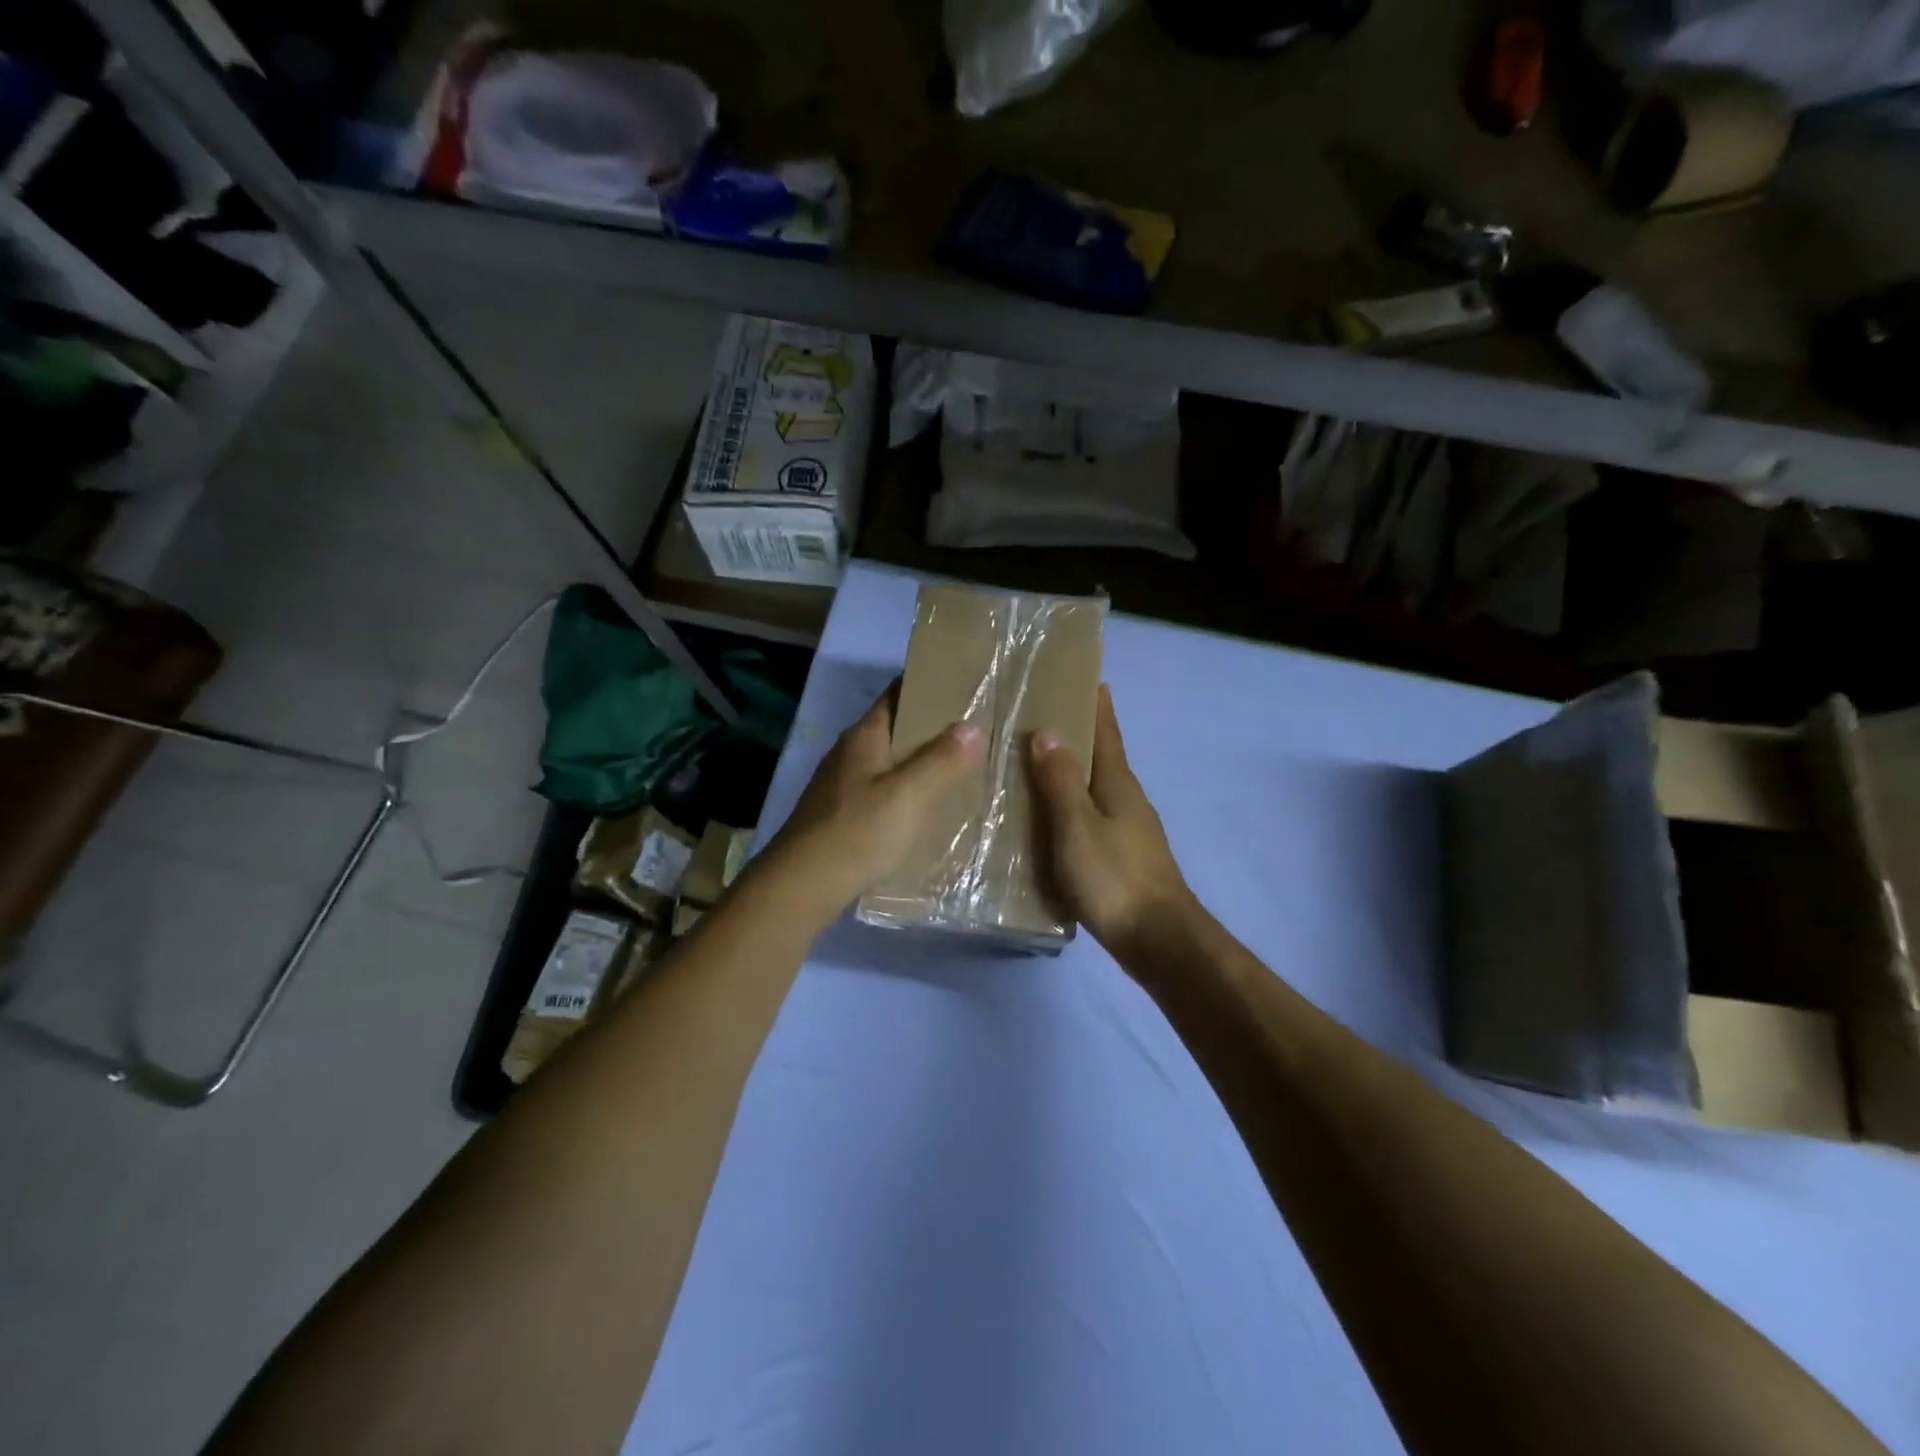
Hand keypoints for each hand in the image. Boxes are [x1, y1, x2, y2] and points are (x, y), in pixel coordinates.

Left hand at [765, 687, 982, 920]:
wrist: (802, 886)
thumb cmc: (857, 832)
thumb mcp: (908, 795)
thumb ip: (941, 760)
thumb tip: (971, 726)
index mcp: (864, 738)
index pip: (896, 695)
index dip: (927, 686)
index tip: (963, 687)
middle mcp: (850, 754)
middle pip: (894, 730)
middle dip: (931, 730)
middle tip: (975, 733)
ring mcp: (841, 786)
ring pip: (889, 764)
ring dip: (920, 764)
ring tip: (960, 770)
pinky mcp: (840, 816)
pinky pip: (882, 794)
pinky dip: (906, 795)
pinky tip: (926, 811)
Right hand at [1028, 685, 1198, 959]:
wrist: (1158, 939)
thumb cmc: (1114, 877)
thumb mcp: (1077, 826)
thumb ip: (1060, 781)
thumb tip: (1046, 732)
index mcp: (1117, 783)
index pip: (1107, 731)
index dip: (1097, 703)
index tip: (1086, 675)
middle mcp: (1126, 799)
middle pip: (1102, 756)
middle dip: (1079, 734)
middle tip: (1041, 717)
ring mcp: (1128, 829)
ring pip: (1095, 788)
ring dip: (1071, 772)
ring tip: (1035, 765)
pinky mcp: (1122, 856)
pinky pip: (1091, 817)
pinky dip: (1071, 806)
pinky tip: (1050, 819)